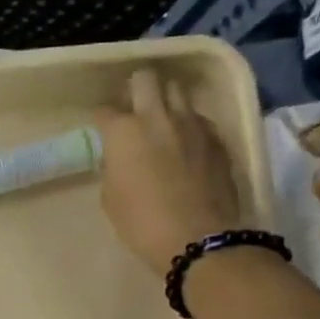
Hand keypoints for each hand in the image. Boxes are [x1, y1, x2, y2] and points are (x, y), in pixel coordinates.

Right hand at [94, 68, 243, 272]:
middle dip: (137, 88)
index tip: (103, 130)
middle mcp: (157, 117)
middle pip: (146, 78)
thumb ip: (113, 168)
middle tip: (134, 107)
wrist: (199, 239)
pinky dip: (190, 125)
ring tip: (164, 119)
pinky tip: (188, 143)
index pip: (105, 110)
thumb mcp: (111, 197)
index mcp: (124, 132)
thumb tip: (121, 158)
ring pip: (178, 91)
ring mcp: (192, 124)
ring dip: (167, 100)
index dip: (101, 119)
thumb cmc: (142, 223)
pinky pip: (200, 119)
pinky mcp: (218, 138)